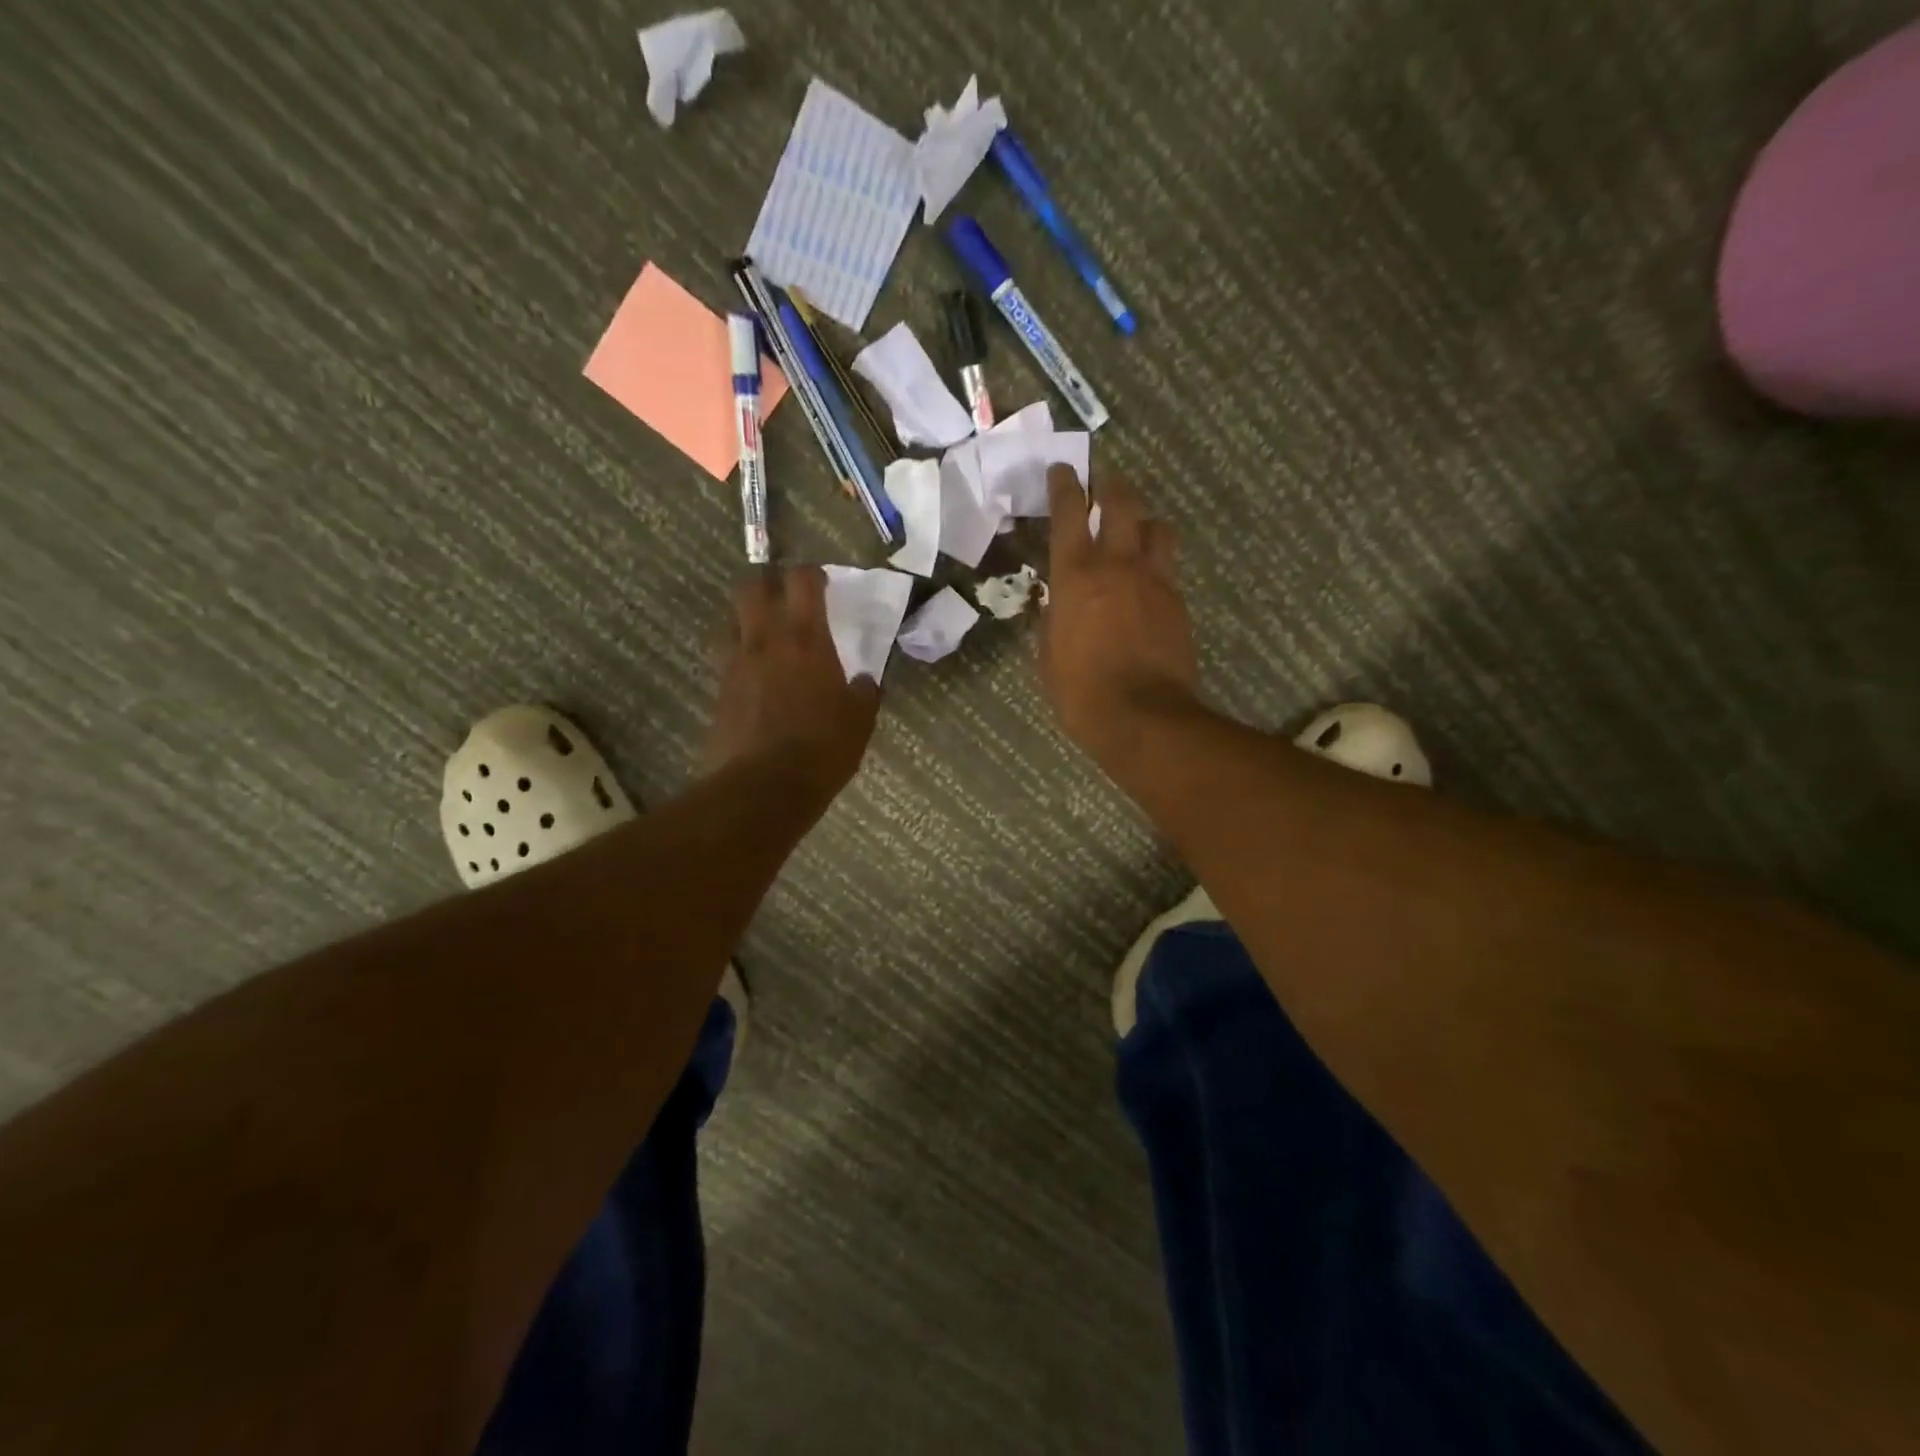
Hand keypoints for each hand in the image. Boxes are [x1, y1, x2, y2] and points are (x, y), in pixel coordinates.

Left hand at [704, 566, 879, 795]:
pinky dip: (739, 658)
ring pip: (730, 619)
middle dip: (767, 585)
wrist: (763, 787)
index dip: (812, 575)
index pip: (802, 581)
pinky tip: (754, 678)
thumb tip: (867, 681)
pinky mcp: (718, 691)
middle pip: (751, 587)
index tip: (822, 584)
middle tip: (785, 601)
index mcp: (807, 639)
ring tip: (764, 637)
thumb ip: (864, 694)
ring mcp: (735, 664)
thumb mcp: (859, 722)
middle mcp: (765, 640)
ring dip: (746, 619)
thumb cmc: (822, 749)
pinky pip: (725, 659)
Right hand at [1039, 466, 1199, 768]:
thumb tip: (1055, 604)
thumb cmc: (1080, 690)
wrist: (1142, 716)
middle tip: (1106, 482)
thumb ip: (1051, 619)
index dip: (1065, 485)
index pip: (1070, 513)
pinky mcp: (1178, 602)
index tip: (1063, 470)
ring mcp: (1154, 580)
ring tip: (1136, 529)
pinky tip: (1148, 580)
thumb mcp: (1047, 655)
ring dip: (1144, 521)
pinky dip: (1157, 562)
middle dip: (1112, 486)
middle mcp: (1117, 565)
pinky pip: (1168, 567)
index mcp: (1075, 575)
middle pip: (1123, 503)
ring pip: (1157, 527)